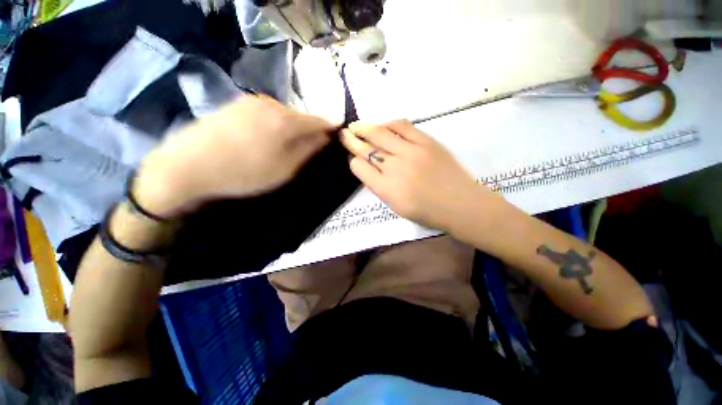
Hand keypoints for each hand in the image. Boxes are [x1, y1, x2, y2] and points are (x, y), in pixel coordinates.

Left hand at [135, 96, 334, 216]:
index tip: (337, 131)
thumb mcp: (284, 168)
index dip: (329, 126)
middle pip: (299, 116)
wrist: (186, 167)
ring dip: (290, 128)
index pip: (317, 120)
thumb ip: (308, 150)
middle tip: (309, 147)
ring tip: (285, 146)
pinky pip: (265, 113)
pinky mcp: (234, 105)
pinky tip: (264, 139)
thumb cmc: (243, 173)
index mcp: (285, 120)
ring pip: (282, 114)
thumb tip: (324, 137)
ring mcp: (249, 101)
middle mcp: (269, 103)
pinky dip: (273, 125)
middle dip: (308, 129)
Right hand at [340, 120, 504, 232]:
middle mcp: (396, 168)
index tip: (354, 159)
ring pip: (381, 134)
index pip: (360, 168)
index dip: (354, 162)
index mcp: (387, 190)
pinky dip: (389, 124)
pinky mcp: (427, 141)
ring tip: (356, 125)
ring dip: (365, 128)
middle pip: (367, 149)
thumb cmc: (428, 212)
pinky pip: (402, 126)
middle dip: (352, 140)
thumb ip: (380, 188)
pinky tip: (382, 124)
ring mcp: (412, 152)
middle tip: (344, 133)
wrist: (461, 204)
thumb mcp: (396, 207)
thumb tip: (369, 169)